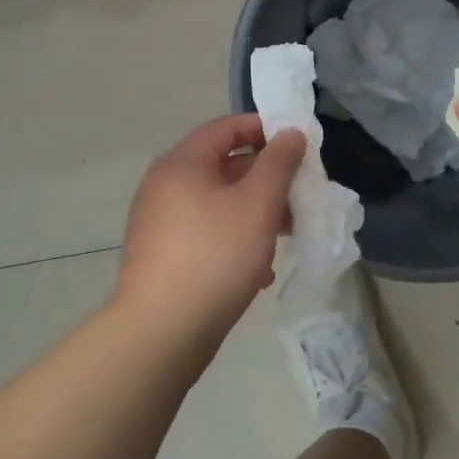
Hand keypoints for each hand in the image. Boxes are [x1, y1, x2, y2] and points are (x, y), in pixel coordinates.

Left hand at [113, 115, 306, 343]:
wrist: (161, 332)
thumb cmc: (215, 256)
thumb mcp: (258, 204)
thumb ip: (279, 163)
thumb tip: (289, 133)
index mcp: (182, 163)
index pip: (227, 127)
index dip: (265, 130)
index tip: (299, 147)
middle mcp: (165, 185)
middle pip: (223, 165)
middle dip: (266, 179)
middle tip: (298, 197)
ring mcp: (159, 222)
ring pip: (218, 203)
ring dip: (254, 213)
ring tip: (284, 237)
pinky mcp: (162, 254)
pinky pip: (206, 232)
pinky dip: (234, 239)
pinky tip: (257, 271)